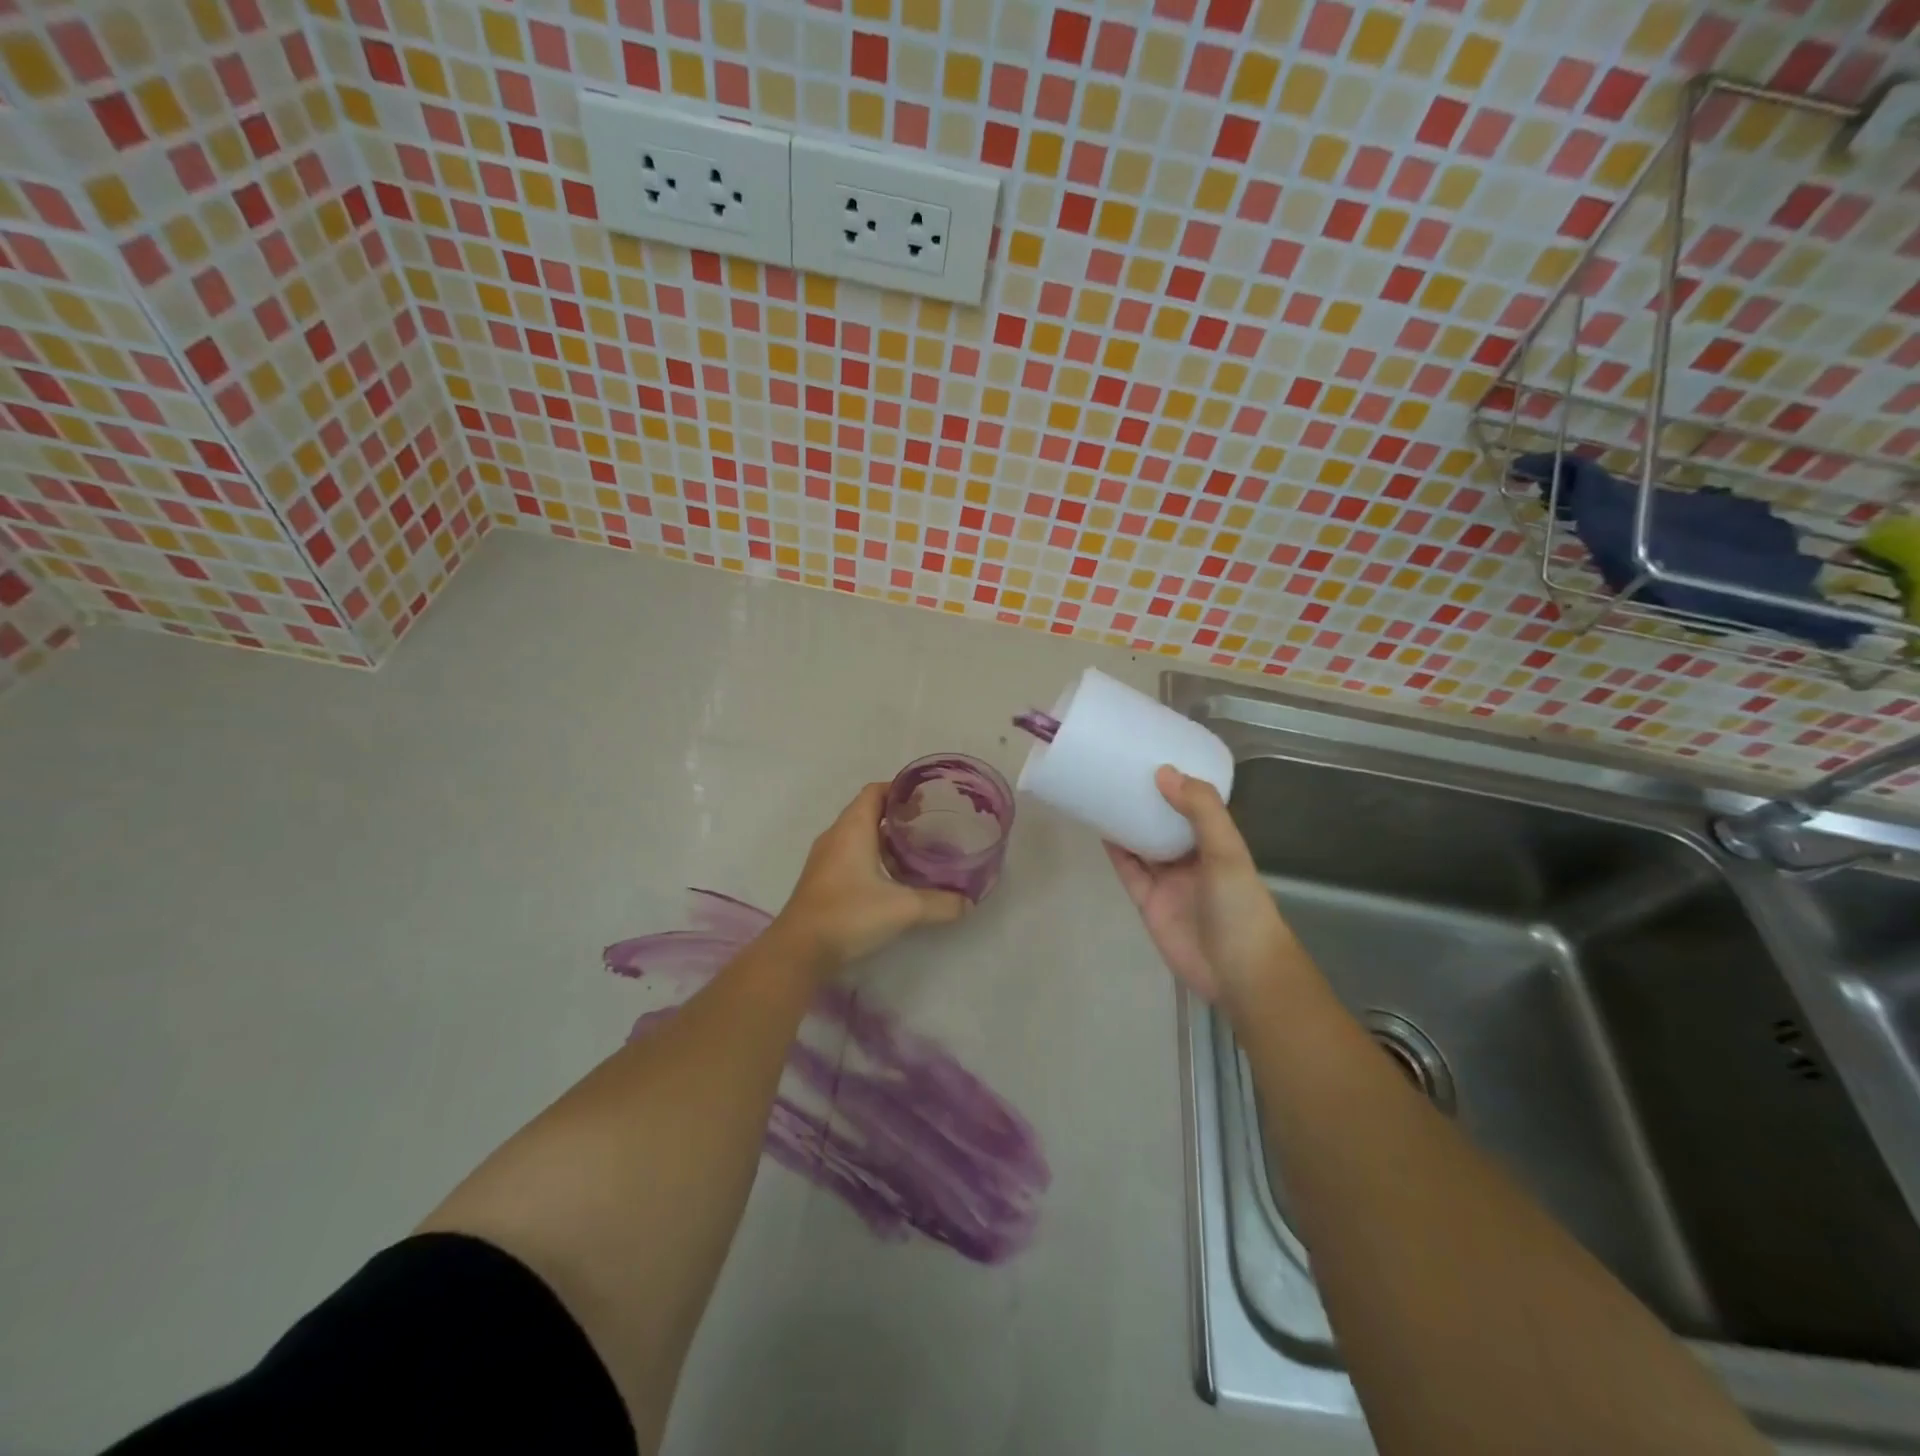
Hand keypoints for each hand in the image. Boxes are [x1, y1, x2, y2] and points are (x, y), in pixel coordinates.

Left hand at [773, 782, 967, 973]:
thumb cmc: (849, 914)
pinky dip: (873, 857)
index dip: (900, 789)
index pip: (875, 791)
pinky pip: (851, 855)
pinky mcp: (822, 880)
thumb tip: (968, 902)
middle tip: (930, 826)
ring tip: (917, 850)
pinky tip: (893, 878)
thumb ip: (939, 903)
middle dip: (898, 815)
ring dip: (885, 838)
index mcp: (852, 828)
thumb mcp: (903, 908)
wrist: (799, 951)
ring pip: (859, 835)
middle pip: (868, 811)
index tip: (927, 799)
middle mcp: (836, 836)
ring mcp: (825, 858)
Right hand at [1105, 766, 1299, 1004]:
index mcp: (1217, 843)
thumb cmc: (1240, 905)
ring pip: (1144, 845)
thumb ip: (1201, 810)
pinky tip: (1101, 830)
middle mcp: (1193, 858)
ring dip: (1127, 823)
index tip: (1154, 756)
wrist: (1237, 970)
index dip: (1178, 784)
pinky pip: (1129, 871)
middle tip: (1121, 770)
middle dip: (1147, 801)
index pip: (1196, 806)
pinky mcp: (1148, 902)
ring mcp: (1169, 881)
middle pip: (1165, 823)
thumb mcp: (1227, 850)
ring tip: (1104, 793)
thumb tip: (1164, 772)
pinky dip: (1116, 852)